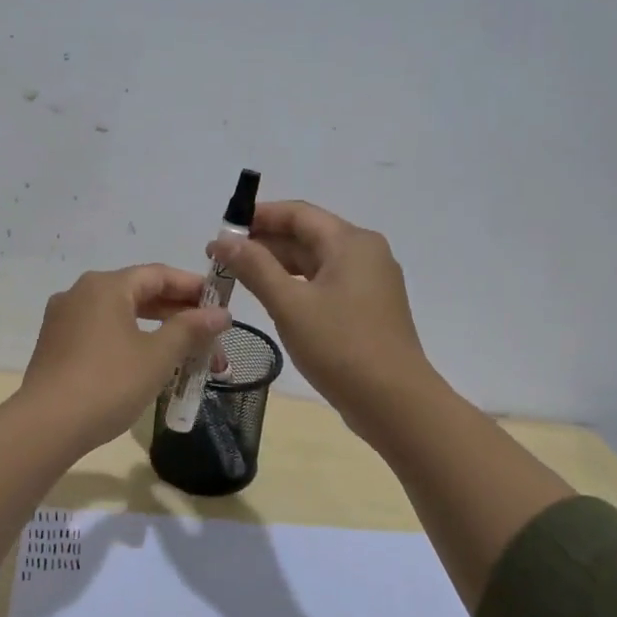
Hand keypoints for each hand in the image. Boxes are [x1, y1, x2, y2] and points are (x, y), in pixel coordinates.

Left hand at [20, 264, 230, 449]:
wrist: (46, 426)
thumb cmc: (109, 383)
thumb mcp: (158, 355)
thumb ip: (190, 329)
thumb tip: (220, 313)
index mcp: (106, 286)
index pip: (159, 274)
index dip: (193, 287)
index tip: (221, 305)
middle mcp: (81, 292)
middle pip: (139, 293)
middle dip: (178, 314)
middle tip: (210, 335)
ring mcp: (64, 319)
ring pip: (120, 315)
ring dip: (156, 330)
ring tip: (186, 352)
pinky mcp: (55, 345)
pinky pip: (102, 331)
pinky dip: (130, 340)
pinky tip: (148, 363)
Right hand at [212, 200, 432, 433]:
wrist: (395, 403)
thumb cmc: (341, 346)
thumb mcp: (290, 305)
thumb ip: (255, 267)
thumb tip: (224, 240)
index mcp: (350, 242)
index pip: (298, 213)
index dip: (258, 216)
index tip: (222, 229)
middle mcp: (364, 253)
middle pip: (307, 235)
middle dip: (264, 242)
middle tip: (221, 257)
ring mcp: (369, 282)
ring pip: (315, 261)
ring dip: (277, 264)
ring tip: (238, 276)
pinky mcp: (367, 308)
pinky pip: (326, 283)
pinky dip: (296, 284)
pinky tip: (271, 297)